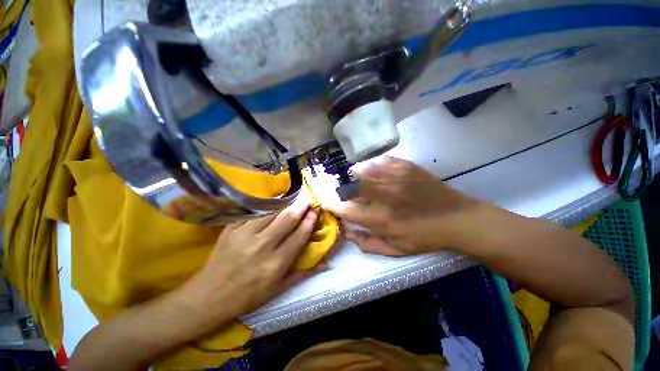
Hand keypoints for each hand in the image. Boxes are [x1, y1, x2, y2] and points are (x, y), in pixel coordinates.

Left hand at [184, 194, 319, 320]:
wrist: (210, 296)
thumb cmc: (248, 295)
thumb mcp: (278, 289)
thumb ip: (303, 273)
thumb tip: (326, 263)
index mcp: (276, 263)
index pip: (299, 235)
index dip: (309, 220)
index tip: (315, 210)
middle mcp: (262, 246)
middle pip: (287, 219)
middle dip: (301, 206)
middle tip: (308, 198)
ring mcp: (244, 235)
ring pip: (271, 212)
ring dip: (285, 203)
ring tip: (294, 197)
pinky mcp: (231, 229)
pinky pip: (253, 212)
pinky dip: (266, 205)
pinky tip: (273, 202)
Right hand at [326, 157, 480, 255]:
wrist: (457, 218)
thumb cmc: (424, 237)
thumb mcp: (395, 249)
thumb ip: (367, 244)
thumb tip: (347, 232)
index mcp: (381, 219)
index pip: (346, 209)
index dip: (332, 204)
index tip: (326, 201)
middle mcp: (384, 196)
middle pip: (351, 185)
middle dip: (342, 189)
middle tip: (345, 192)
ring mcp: (395, 178)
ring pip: (363, 170)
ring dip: (356, 176)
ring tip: (360, 181)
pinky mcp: (405, 167)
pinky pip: (380, 161)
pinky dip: (373, 167)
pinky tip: (377, 173)